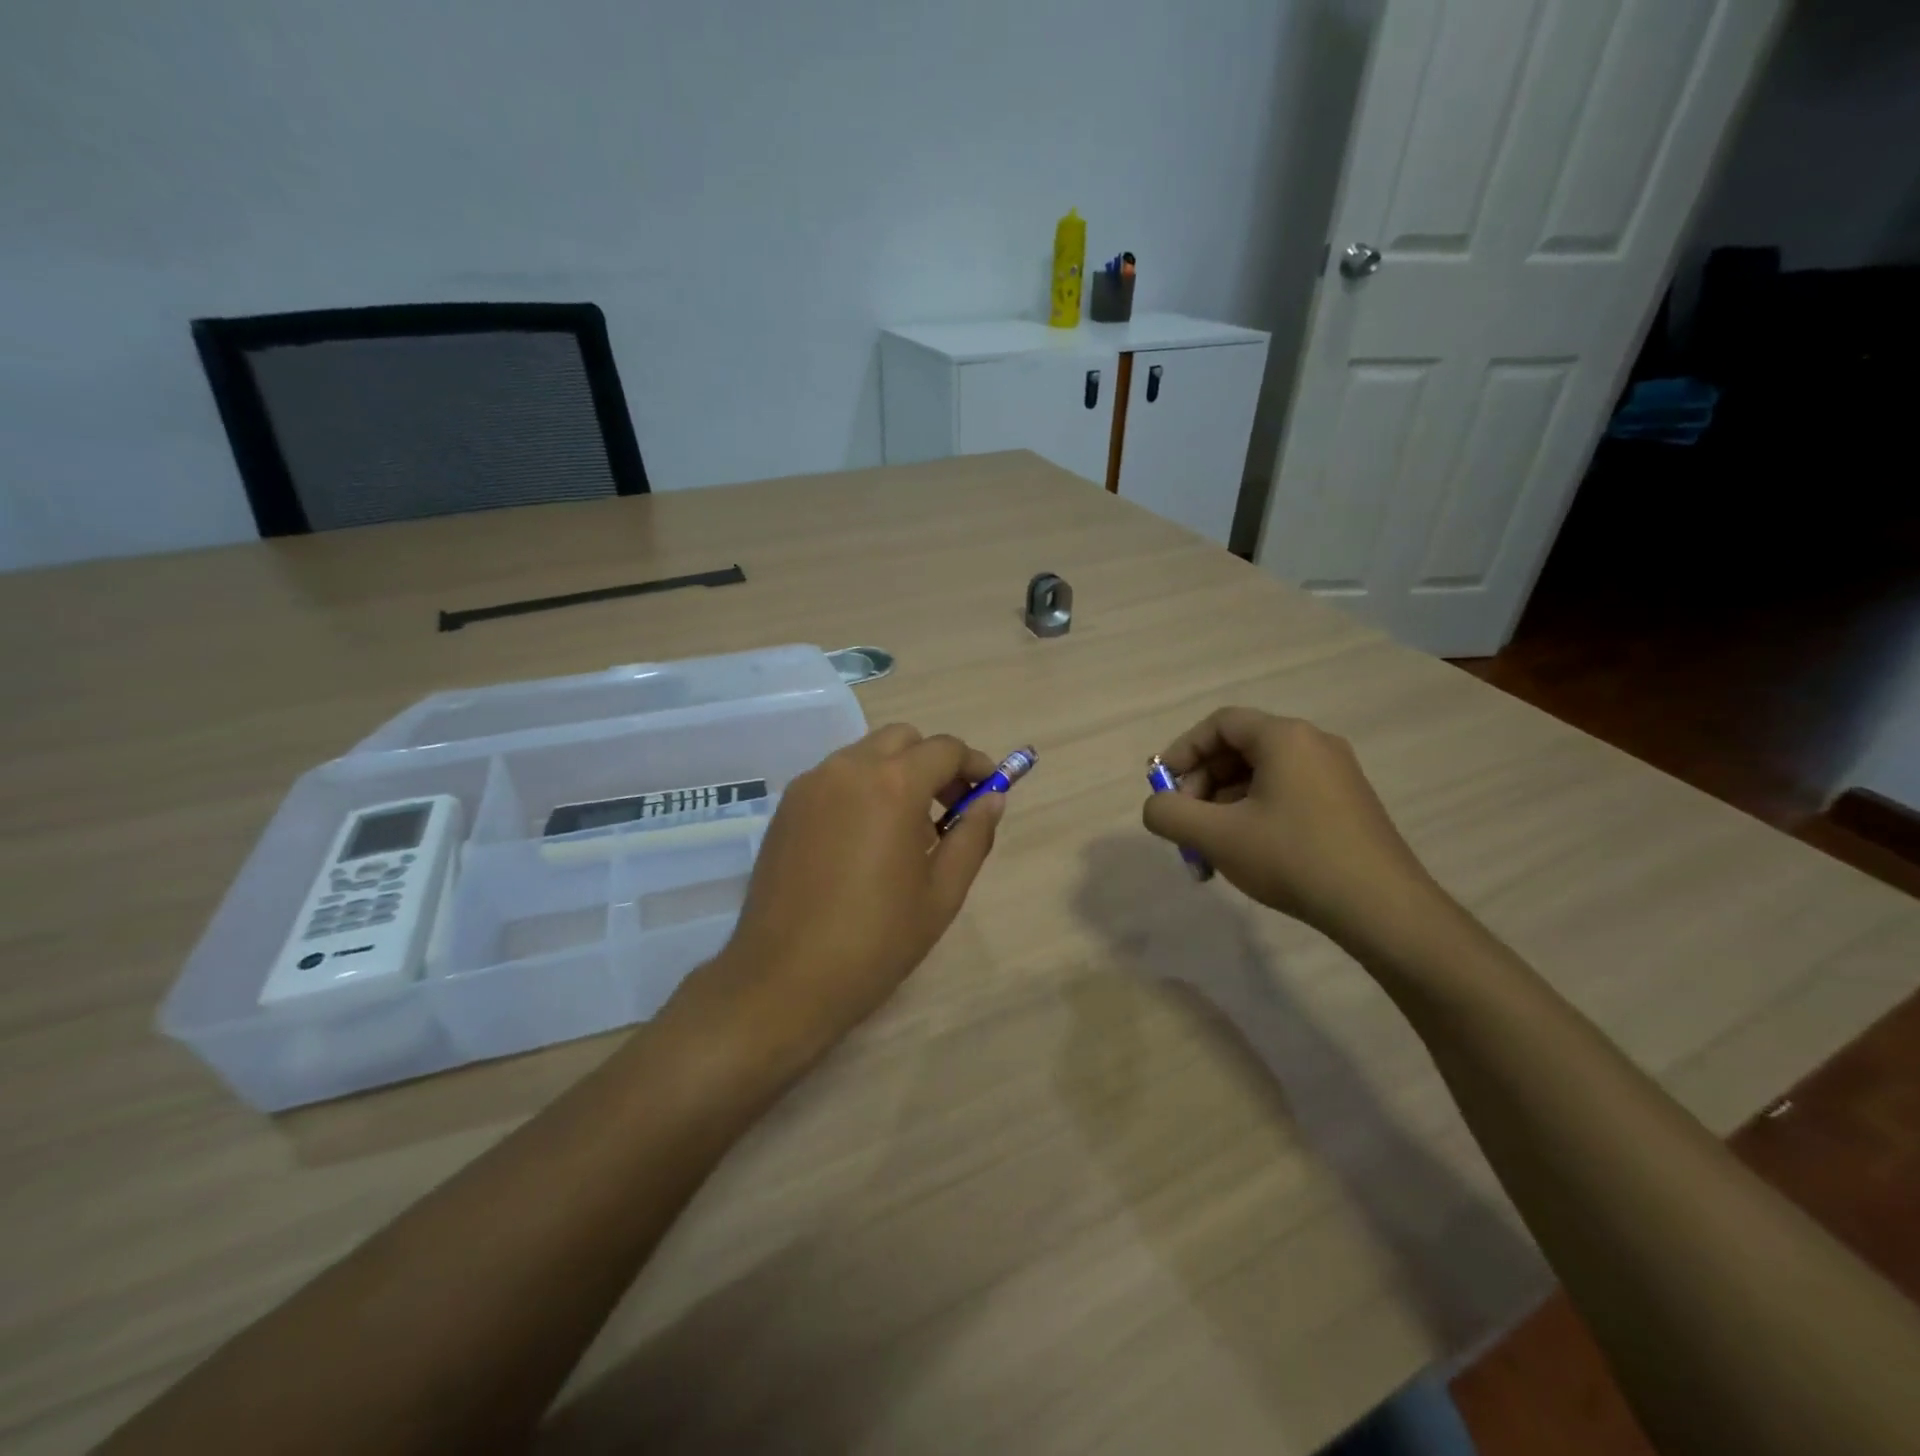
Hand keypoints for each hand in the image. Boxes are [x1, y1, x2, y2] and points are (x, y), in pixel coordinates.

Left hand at [676, 724, 1004, 1074]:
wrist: (784, 980)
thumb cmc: (875, 941)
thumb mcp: (942, 893)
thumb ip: (973, 836)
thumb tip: (992, 799)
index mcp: (893, 785)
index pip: (944, 750)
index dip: (974, 765)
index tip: (988, 790)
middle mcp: (848, 769)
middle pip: (902, 739)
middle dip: (933, 762)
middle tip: (950, 807)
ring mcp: (810, 785)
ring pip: (865, 754)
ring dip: (896, 773)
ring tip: (906, 830)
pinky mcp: (786, 807)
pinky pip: (835, 778)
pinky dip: (861, 788)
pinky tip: (865, 840)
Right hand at [1141, 707, 1442, 950]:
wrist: (1382, 908)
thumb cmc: (1293, 858)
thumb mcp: (1217, 836)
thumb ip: (1170, 814)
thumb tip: (1157, 806)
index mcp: (1285, 737)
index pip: (1220, 724)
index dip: (1183, 751)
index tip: (1163, 786)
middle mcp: (1313, 744)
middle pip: (1239, 749)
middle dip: (1202, 785)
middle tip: (1186, 824)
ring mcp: (1336, 775)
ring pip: (1261, 777)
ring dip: (1224, 806)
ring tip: (1210, 850)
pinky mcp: (1347, 805)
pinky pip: (1286, 795)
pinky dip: (1254, 815)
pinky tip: (1245, 854)